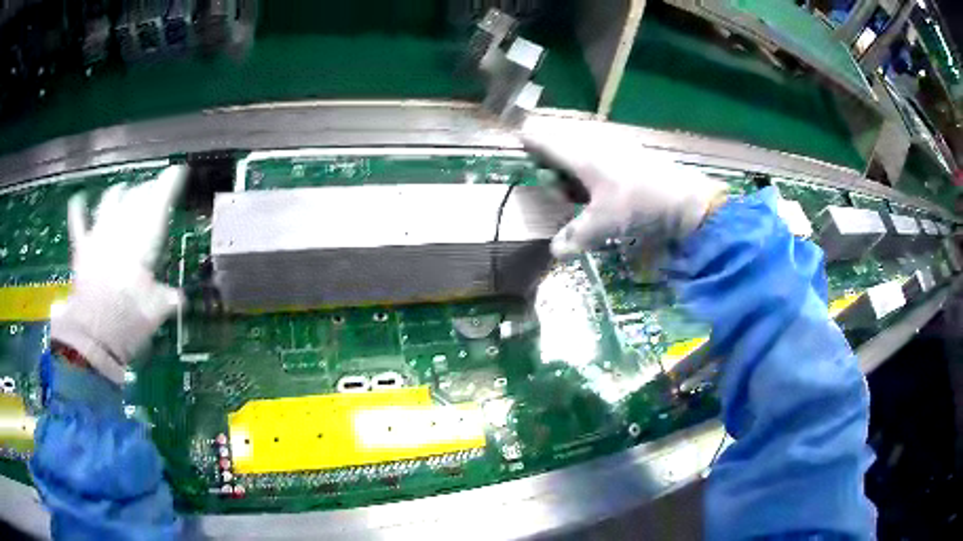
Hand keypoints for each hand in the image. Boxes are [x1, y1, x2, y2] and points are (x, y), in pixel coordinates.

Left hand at [51, 166, 186, 384]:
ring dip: (119, 193)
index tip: (176, 171)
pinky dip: (78, 210)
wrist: (92, 339)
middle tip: (154, 189)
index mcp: (140, 245)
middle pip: (135, 199)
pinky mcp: (81, 251)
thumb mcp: (154, 314)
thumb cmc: (126, 325)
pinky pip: (78, 223)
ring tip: (125, 189)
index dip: (167, 186)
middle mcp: (119, 233)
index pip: (157, 206)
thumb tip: (179, 298)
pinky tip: (79, 199)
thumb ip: (166, 299)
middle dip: (146, 190)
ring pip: (109, 202)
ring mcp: (98, 239)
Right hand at [522, 117, 726, 265]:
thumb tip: (555, 251)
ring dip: (574, 169)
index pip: (543, 139)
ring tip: (580, 195)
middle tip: (559, 193)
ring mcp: (615, 144)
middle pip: (560, 143)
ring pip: (581, 148)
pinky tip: (603, 190)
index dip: (528, 142)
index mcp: (581, 154)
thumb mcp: (604, 224)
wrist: (687, 199)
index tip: (518, 147)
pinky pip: (600, 154)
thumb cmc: (639, 204)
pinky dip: (592, 169)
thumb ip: (576, 236)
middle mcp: (595, 143)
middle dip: (552, 165)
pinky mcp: (631, 152)